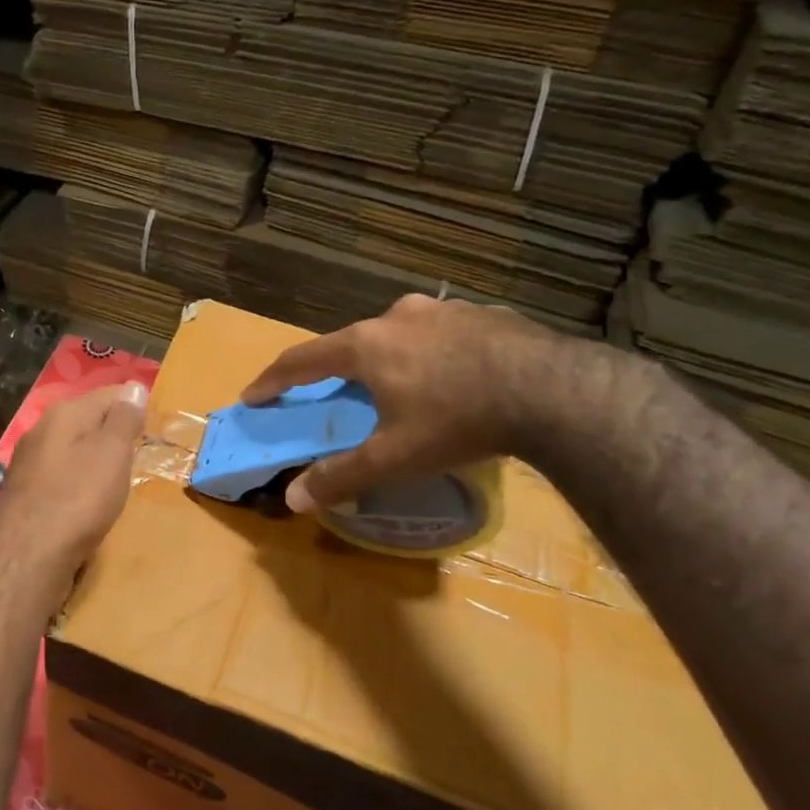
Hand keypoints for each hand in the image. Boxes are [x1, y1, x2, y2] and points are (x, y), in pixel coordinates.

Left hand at [0, 381, 148, 574]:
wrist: (26, 556)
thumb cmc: (78, 498)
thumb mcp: (112, 453)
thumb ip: (123, 419)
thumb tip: (134, 386)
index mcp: (64, 413)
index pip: (109, 394)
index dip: (134, 407)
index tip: (155, 428)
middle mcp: (41, 430)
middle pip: (87, 421)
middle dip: (113, 434)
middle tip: (140, 455)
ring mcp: (29, 463)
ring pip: (72, 450)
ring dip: (94, 460)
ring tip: (118, 479)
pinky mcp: (25, 494)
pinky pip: (61, 477)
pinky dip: (78, 484)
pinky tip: (88, 502)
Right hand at [241, 295, 560, 513]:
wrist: (556, 392)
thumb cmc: (458, 421)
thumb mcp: (394, 458)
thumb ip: (340, 476)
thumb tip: (291, 499)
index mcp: (366, 345)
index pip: (302, 360)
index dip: (273, 380)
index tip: (253, 395)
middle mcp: (397, 317)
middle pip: (350, 342)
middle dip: (336, 370)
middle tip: (335, 396)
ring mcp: (444, 310)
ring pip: (398, 334)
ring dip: (386, 358)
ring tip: (399, 387)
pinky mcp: (485, 314)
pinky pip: (441, 334)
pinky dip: (431, 355)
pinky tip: (452, 378)